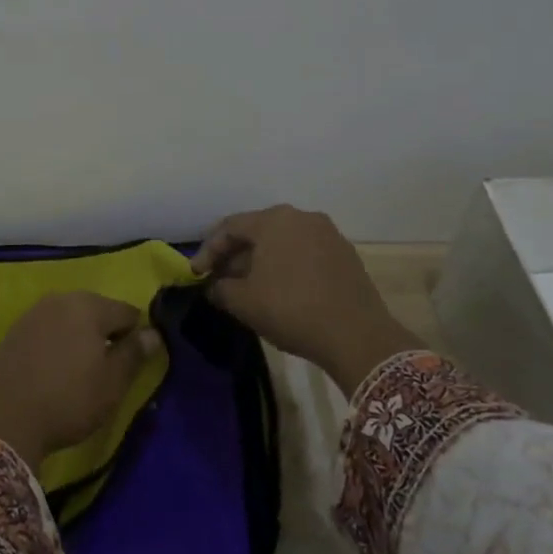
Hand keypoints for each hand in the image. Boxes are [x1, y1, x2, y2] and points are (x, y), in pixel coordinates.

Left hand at [0, 292, 162, 465]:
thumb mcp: (112, 383)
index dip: (136, 336)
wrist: (3, 417)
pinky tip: (53, 371)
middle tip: (107, 370)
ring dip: (79, 338)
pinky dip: (56, 344)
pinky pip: (47, 330)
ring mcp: (34, 313)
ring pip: (70, 319)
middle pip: (97, 311)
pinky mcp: (14, 331)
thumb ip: (135, 354)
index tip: (133, 363)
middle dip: (106, 333)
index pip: (127, 312)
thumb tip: (154, 333)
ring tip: (80, 372)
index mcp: (90, 305)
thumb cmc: (68, 399)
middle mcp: (61, 299)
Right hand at [192, 204, 415, 394]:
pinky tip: (280, 290)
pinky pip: (305, 253)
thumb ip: (220, 289)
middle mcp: (302, 217)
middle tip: (219, 278)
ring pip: (283, 242)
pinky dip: (286, 266)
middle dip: (235, 255)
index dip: (208, 250)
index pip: (230, 227)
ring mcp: (328, 234)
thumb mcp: (244, 302)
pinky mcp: (346, 255)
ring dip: (261, 261)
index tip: (195, 274)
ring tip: (247, 286)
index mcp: (274, 220)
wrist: (357, 336)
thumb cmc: (291, 309)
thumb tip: (214, 287)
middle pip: (258, 231)